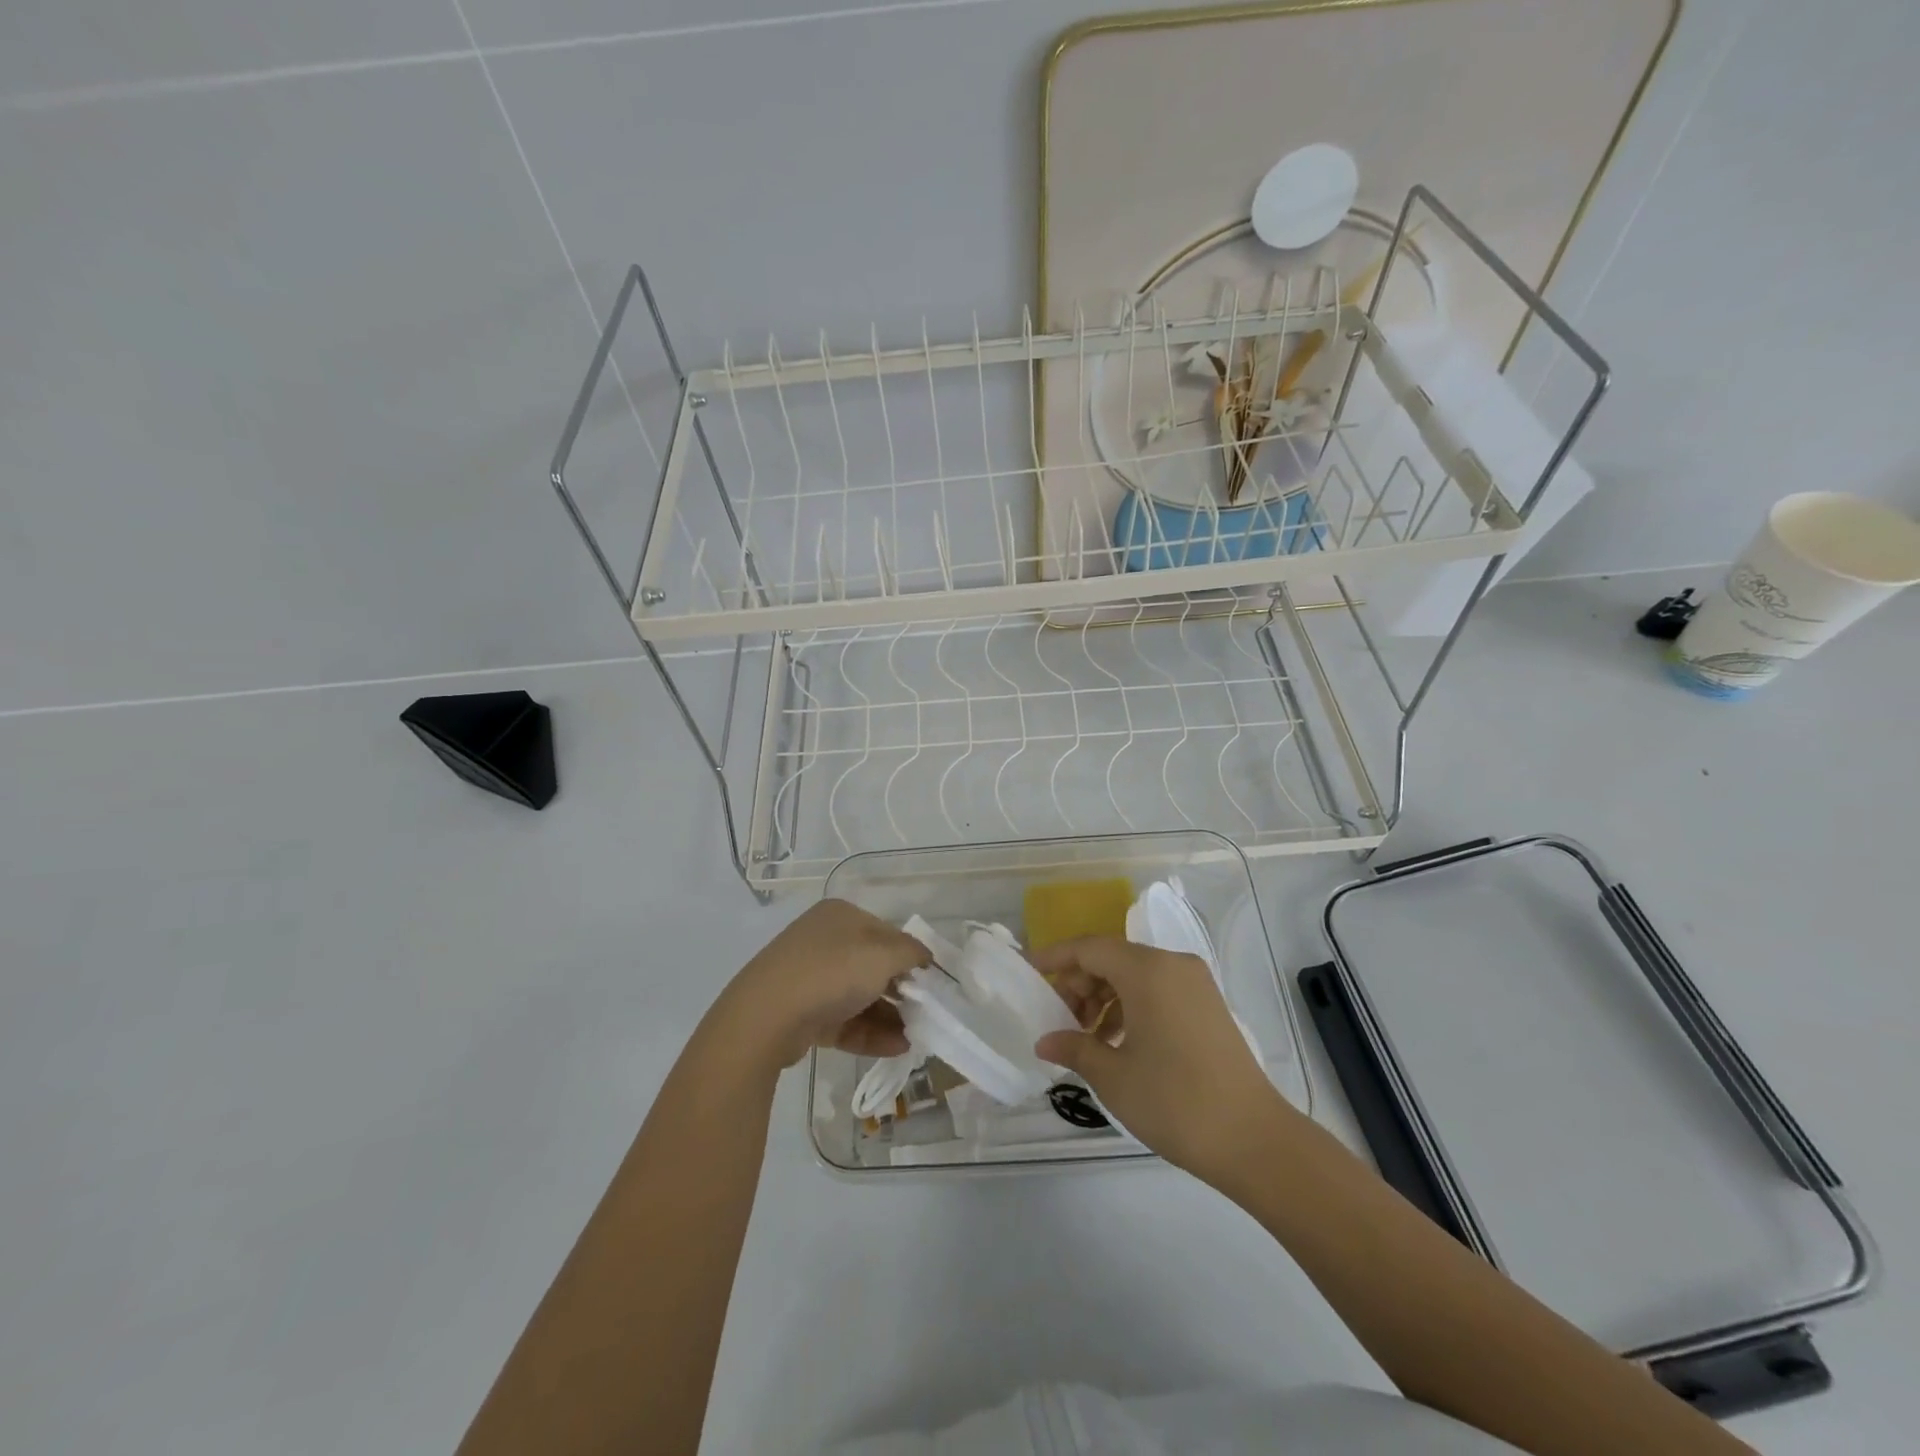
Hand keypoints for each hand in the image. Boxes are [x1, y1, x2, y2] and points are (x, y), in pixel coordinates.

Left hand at [712, 900, 929, 1069]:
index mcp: (841, 916)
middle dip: (901, 991)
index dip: (911, 957)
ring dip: (890, 1017)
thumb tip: (924, 956)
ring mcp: (810, 977)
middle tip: (924, 1014)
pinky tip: (895, 1048)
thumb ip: (911, 952)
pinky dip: (869, 1033)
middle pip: (873, 966)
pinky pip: (844, 1020)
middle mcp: (824, 941)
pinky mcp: (802, 1012)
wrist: (765, 1018)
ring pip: (859, 996)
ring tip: (914, 1040)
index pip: (887, 933)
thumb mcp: (883, 955)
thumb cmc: (831, 972)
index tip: (931, 984)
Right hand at [1032, 937, 1295, 1183]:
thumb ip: (1074, 1047)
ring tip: (1086, 1036)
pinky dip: (1131, 1006)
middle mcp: (1172, 964)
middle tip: (1059, 1018)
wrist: (1253, 1139)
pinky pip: (1158, 989)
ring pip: (1135, 974)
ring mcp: (1195, 983)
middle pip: (1113, 958)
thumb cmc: (1174, 1102)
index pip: (1089, 948)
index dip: (1056, 957)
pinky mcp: (1208, 1005)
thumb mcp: (1113, 1076)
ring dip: (1105, 997)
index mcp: (1147, 971)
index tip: (1029, 971)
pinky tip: (1118, 1042)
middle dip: (1080, 983)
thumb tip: (1044, 1041)